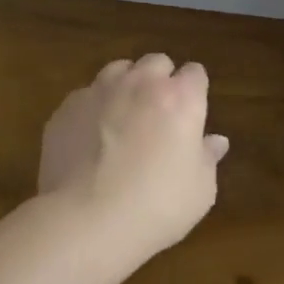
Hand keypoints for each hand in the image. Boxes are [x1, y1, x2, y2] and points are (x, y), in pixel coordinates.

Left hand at [37, 54, 230, 263]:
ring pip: (118, 70)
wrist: (86, 220)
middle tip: (159, 114)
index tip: (192, 112)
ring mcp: (99, 91)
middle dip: (161, 80)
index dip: (195, 90)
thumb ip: (208, 158)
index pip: (196, 73)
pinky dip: (93, 109)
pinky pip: (86, 96)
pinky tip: (90, 139)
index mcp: (181, 99)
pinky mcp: (67, 108)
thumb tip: (216, 141)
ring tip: (122, 118)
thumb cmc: (156, 207)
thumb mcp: (200, 191)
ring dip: (126, 86)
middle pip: (156, 62)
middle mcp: (141, 84)